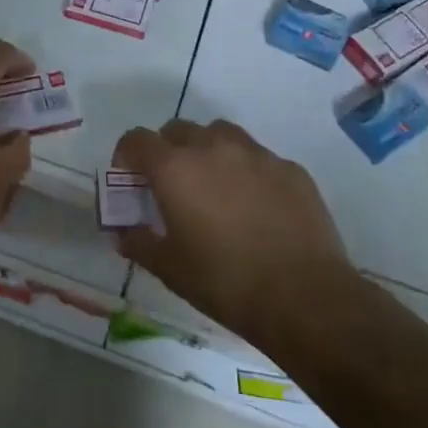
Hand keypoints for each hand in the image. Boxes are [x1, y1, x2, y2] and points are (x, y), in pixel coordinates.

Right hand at [115, 119, 360, 348]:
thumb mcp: (169, 268)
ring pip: (220, 135)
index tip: (130, 180)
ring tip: (214, 187)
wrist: (305, 298)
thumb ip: (138, 243)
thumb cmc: (225, 282)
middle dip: (167, 151)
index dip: (127, 155)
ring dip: (207, 151)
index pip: (137, 139)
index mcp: (175, 168)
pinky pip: (258, 158)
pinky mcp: (290, 169)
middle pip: (178, 130)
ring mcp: (256, 154)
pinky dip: (246, 171)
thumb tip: (122, 233)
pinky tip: (256, 206)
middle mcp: (213, 147)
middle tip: (172, 186)